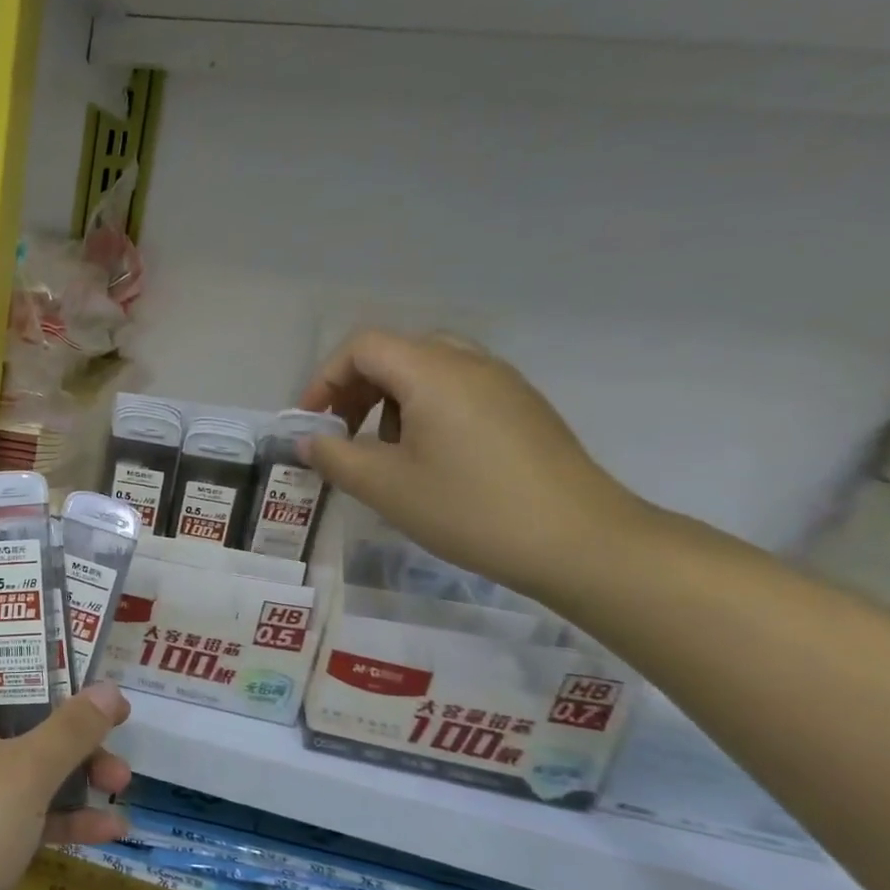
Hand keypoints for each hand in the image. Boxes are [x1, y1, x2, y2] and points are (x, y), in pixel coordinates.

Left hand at [0, 608, 131, 889]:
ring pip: (19, 753)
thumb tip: (110, 690)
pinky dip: (59, 812)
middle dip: (62, 699)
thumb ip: (70, 730)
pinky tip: (109, 829)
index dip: (2, 607)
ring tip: (121, 777)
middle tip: (109, 704)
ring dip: (70, 762)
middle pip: (7, 693)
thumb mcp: (23, 774)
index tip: (53, 606)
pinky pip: (19, 806)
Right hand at [300, 330, 643, 598]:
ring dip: (390, 399)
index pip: (363, 347)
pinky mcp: (523, 408)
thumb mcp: (385, 487)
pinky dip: (426, 408)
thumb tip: (308, 441)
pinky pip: (459, 388)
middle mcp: (470, 363)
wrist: (580, 542)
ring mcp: (503, 383)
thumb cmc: (470, 508)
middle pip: (396, 351)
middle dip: (357, 387)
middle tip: (342, 431)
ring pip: (429, 368)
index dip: (325, 379)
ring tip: (384, 450)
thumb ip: (334, 457)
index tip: (312, 423)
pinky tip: (429, 458)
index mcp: (433, 372)